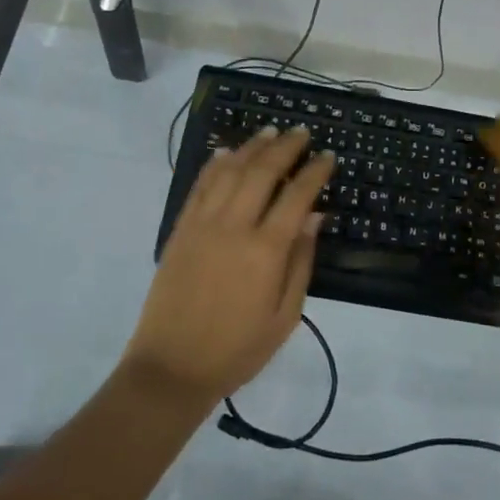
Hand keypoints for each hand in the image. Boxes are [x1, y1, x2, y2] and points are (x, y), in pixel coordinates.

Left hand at [123, 126, 335, 407]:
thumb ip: (301, 263)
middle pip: (262, 172)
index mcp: (266, 251)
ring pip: (230, 171)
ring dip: (252, 147)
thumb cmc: (237, 349)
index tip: (327, 156)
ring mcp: (202, 224)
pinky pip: (200, 186)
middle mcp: (234, 227)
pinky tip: (227, 152)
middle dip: (285, 147)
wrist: (171, 368)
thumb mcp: (285, 317)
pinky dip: (215, 164)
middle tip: (301, 133)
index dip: (314, 171)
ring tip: (270, 132)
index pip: (297, 196)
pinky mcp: (180, 229)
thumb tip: (315, 217)